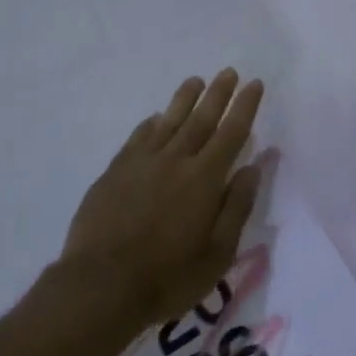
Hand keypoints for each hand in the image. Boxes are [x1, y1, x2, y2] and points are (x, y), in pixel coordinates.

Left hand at [59, 69, 265, 330]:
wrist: (102, 283)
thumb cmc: (168, 276)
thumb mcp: (217, 252)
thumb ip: (236, 206)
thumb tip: (252, 167)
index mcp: (204, 179)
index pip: (231, 133)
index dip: (244, 107)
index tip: (254, 84)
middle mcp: (175, 160)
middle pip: (201, 119)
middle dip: (218, 94)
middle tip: (228, 71)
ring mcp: (141, 163)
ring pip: (167, 121)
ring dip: (184, 99)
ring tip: (195, 81)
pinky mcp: (115, 172)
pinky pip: (137, 138)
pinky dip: (150, 124)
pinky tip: (155, 118)